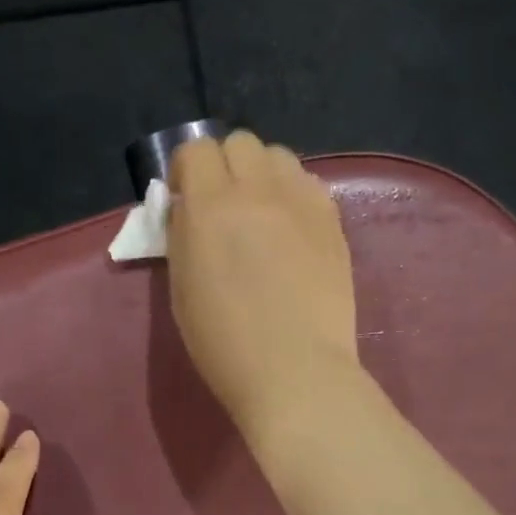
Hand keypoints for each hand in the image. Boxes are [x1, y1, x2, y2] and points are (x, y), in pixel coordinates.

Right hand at [167, 130, 359, 439]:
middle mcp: (258, 191)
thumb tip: (188, 210)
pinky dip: (295, 195)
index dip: (185, 170)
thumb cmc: (226, 345)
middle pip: (240, 142)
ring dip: (263, 176)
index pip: (195, 150)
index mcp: (210, 207)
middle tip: (224, 207)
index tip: (184, 199)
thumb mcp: (182, 291)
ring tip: (262, 215)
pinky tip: (292, 231)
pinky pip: (310, 185)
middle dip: (225, 166)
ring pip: (279, 157)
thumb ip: (183, 237)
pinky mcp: (333, 222)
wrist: (295, 371)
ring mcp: (302, 203)